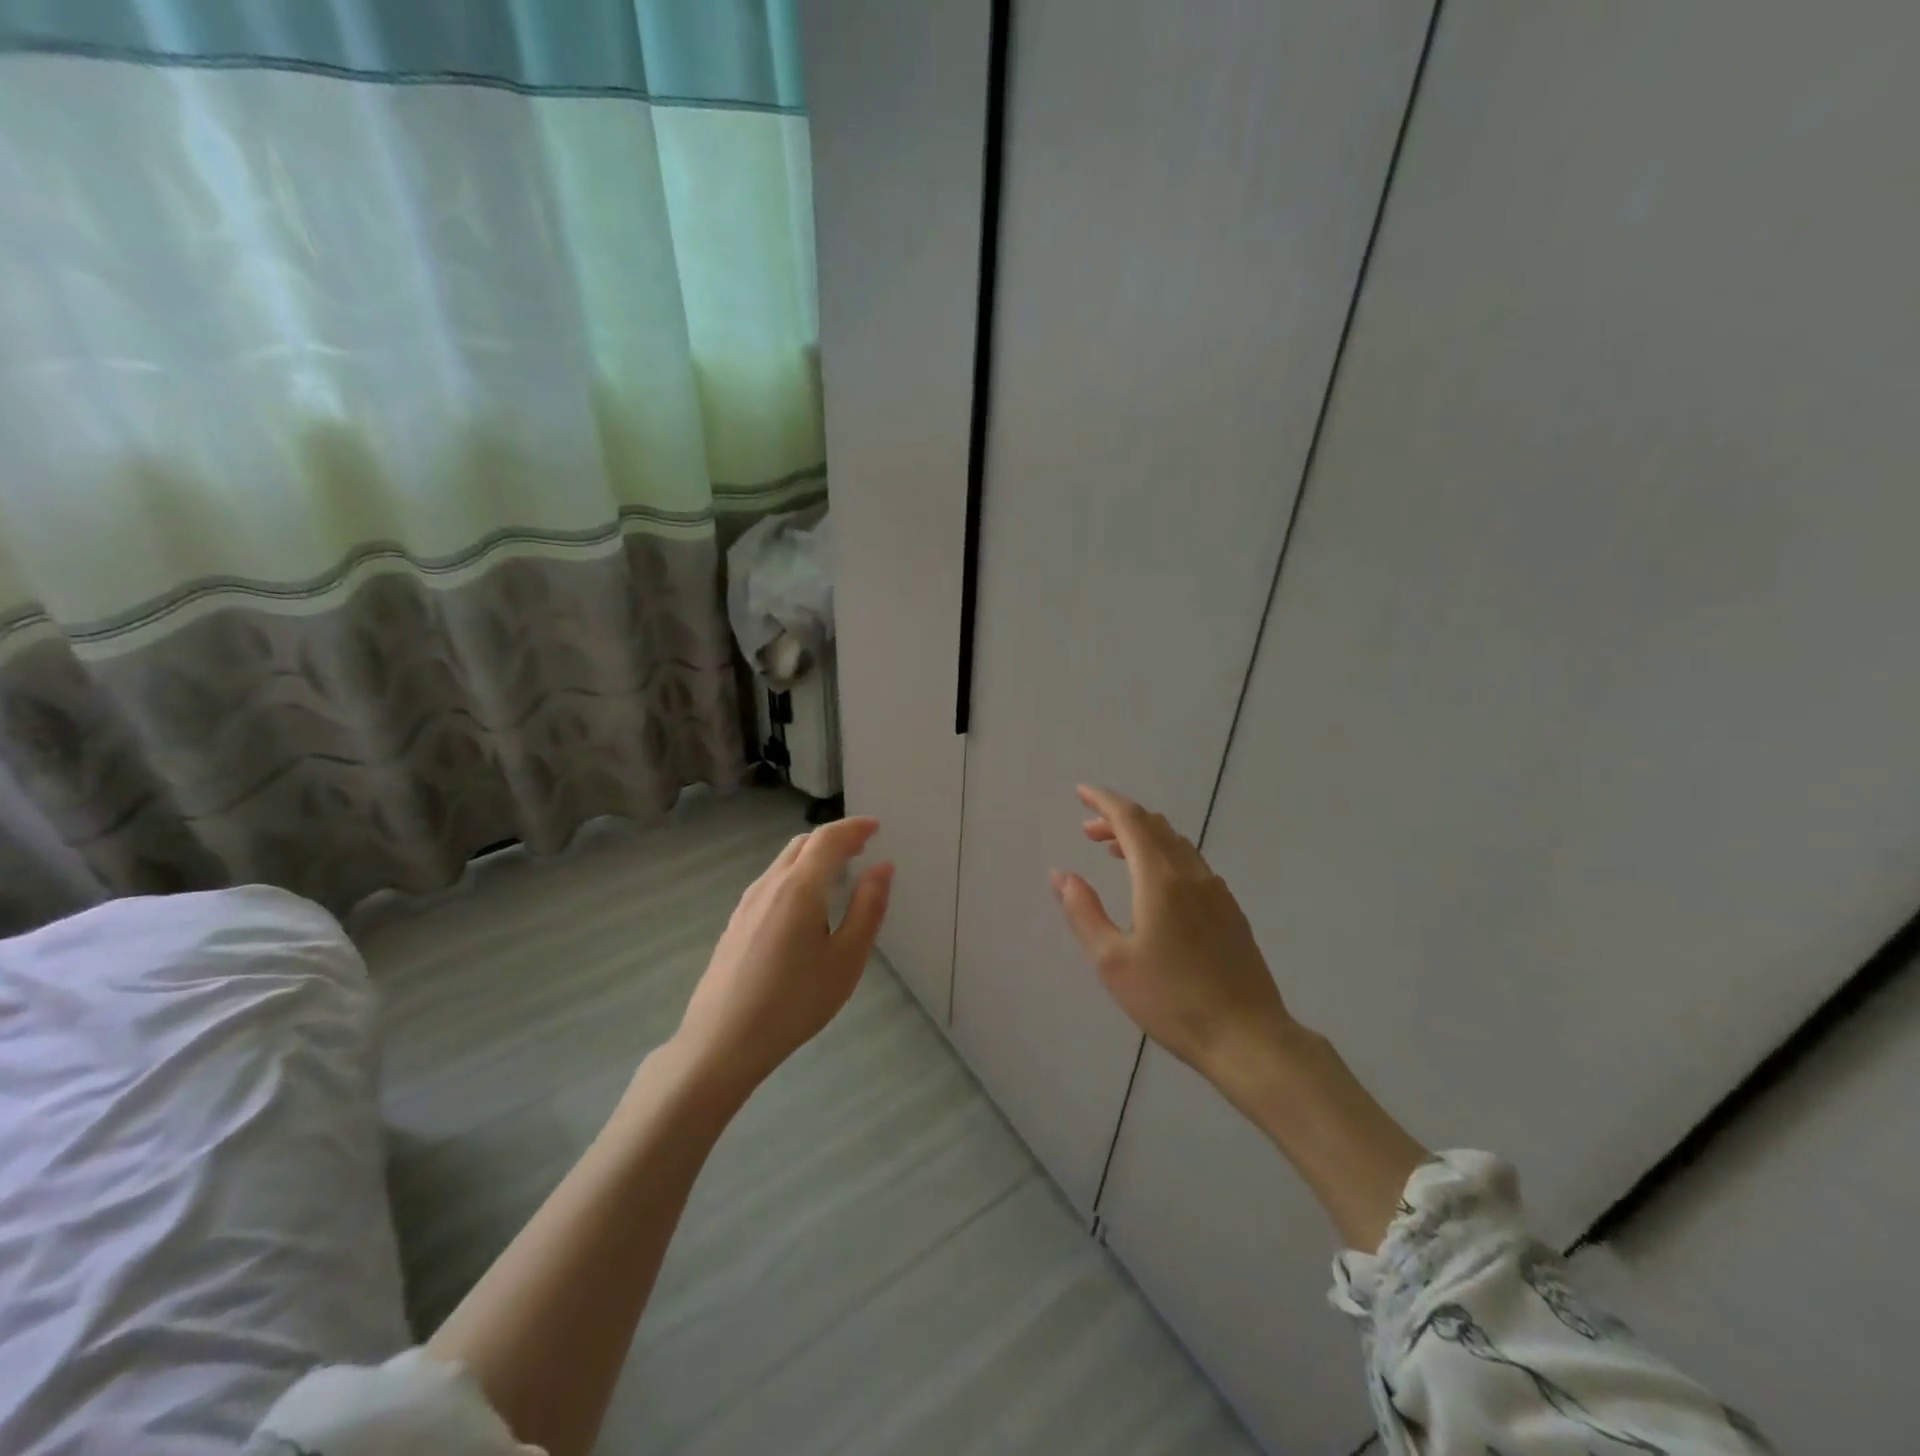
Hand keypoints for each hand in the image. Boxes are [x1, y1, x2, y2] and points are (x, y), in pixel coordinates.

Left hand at [674, 816, 892, 1096]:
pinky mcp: (736, 923)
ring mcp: (747, 903)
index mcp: (799, 887)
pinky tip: (805, 906)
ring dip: (813, 856)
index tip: (875, 827)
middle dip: (834, 838)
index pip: (828, 839)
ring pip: (784, 863)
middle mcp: (770, 885)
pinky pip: (772, 883)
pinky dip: (797, 875)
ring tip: (838, 872)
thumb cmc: (795, 1001)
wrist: (722, 1041)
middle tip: (861, 847)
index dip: (853, 827)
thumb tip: (882, 868)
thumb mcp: (846, 959)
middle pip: (803, 844)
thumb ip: (867, 909)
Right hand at [1050, 785, 1296, 1083]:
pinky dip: (1164, 856)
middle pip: (1154, 826)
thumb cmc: (1171, 1001)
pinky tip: (1155, 884)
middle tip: (1089, 829)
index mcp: (1160, 879)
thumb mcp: (1112, 961)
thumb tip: (1061, 875)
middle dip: (1119, 818)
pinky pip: (1192, 864)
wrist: (1248, 1038)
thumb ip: (1084, 912)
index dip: (1103, 801)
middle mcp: (1191, 874)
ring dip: (1143, 836)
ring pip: (1176, 844)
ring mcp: (1217, 891)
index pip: (1130, 819)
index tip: (1081, 792)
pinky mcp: (1231, 911)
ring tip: (1115, 851)